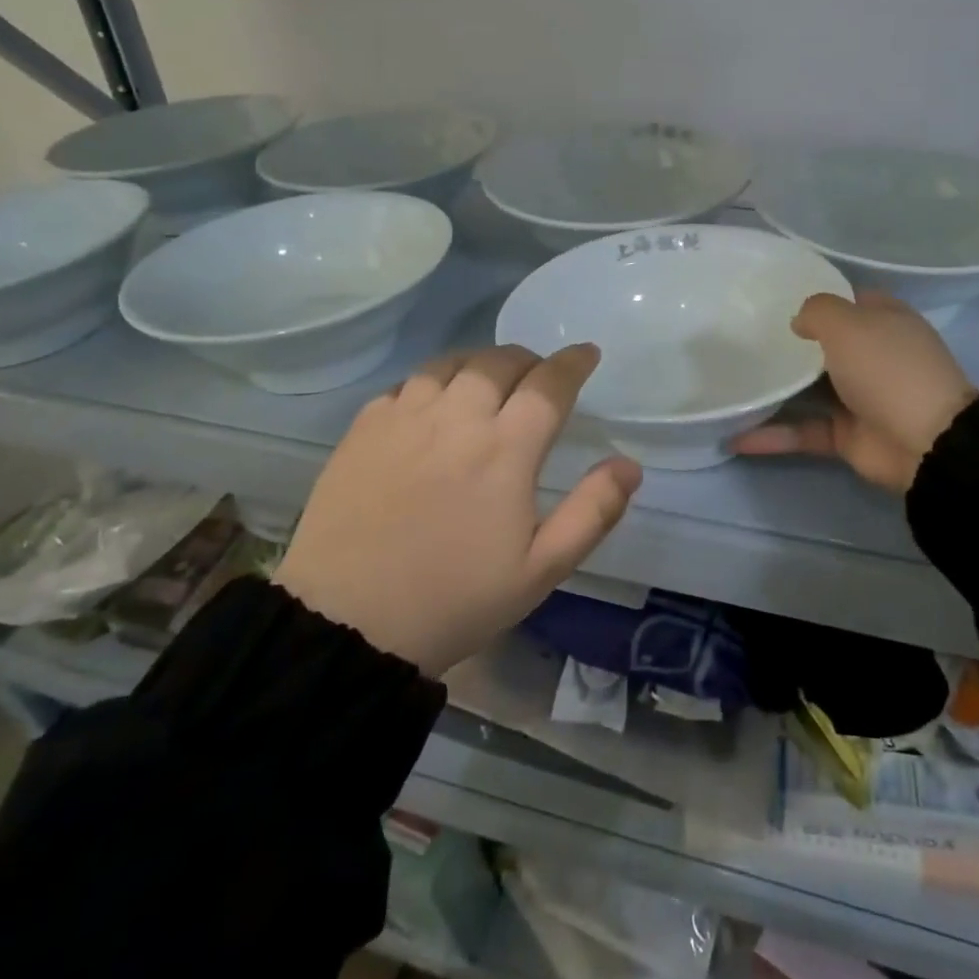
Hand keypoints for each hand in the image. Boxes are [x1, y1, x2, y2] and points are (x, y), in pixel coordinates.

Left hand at [274, 344, 640, 675]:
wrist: (348, 624)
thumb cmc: (455, 599)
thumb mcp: (541, 570)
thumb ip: (592, 511)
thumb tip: (630, 464)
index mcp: (505, 450)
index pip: (549, 384)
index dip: (573, 362)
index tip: (587, 353)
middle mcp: (457, 419)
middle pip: (499, 362)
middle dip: (528, 360)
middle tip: (537, 376)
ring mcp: (405, 419)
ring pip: (451, 363)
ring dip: (479, 363)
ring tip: (487, 382)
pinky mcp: (364, 429)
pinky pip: (406, 384)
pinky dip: (431, 383)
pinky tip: (432, 405)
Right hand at [733, 291, 974, 492]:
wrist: (925, 442)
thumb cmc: (887, 368)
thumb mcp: (848, 323)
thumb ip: (817, 311)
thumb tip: (799, 322)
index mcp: (884, 320)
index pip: (847, 300)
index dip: (816, 297)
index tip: (773, 299)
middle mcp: (872, 355)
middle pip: (824, 344)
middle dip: (788, 342)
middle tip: (742, 337)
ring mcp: (859, 397)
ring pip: (809, 389)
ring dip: (775, 389)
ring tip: (731, 382)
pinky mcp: (846, 435)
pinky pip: (803, 430)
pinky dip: (773, 435)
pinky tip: (734, 436)